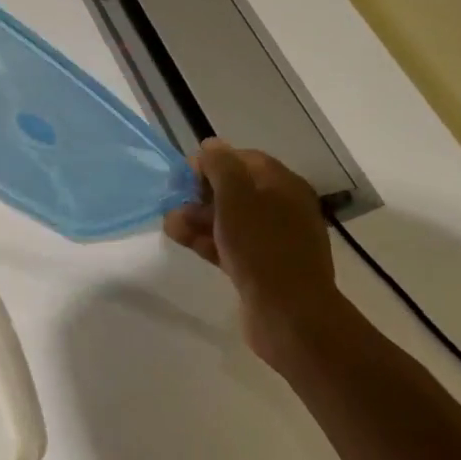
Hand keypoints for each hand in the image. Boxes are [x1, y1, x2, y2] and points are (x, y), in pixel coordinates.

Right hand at [162, 138, 356, 367]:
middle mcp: (282, 208)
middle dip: (199, 194)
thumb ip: (221, 166)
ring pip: (229, 219)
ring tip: (170, 225)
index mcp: (283, 185)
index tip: (185, 176)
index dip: (212, 163)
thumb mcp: (236, 196)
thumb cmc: (262, 246)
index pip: (243, 159)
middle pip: (234, 190)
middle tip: (173, 202)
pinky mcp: (262, 267)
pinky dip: (207, 240)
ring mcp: (273, 240)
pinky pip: (230, 244)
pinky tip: (182, 241)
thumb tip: (211, 145)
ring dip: (198, 218)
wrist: (290, 314)